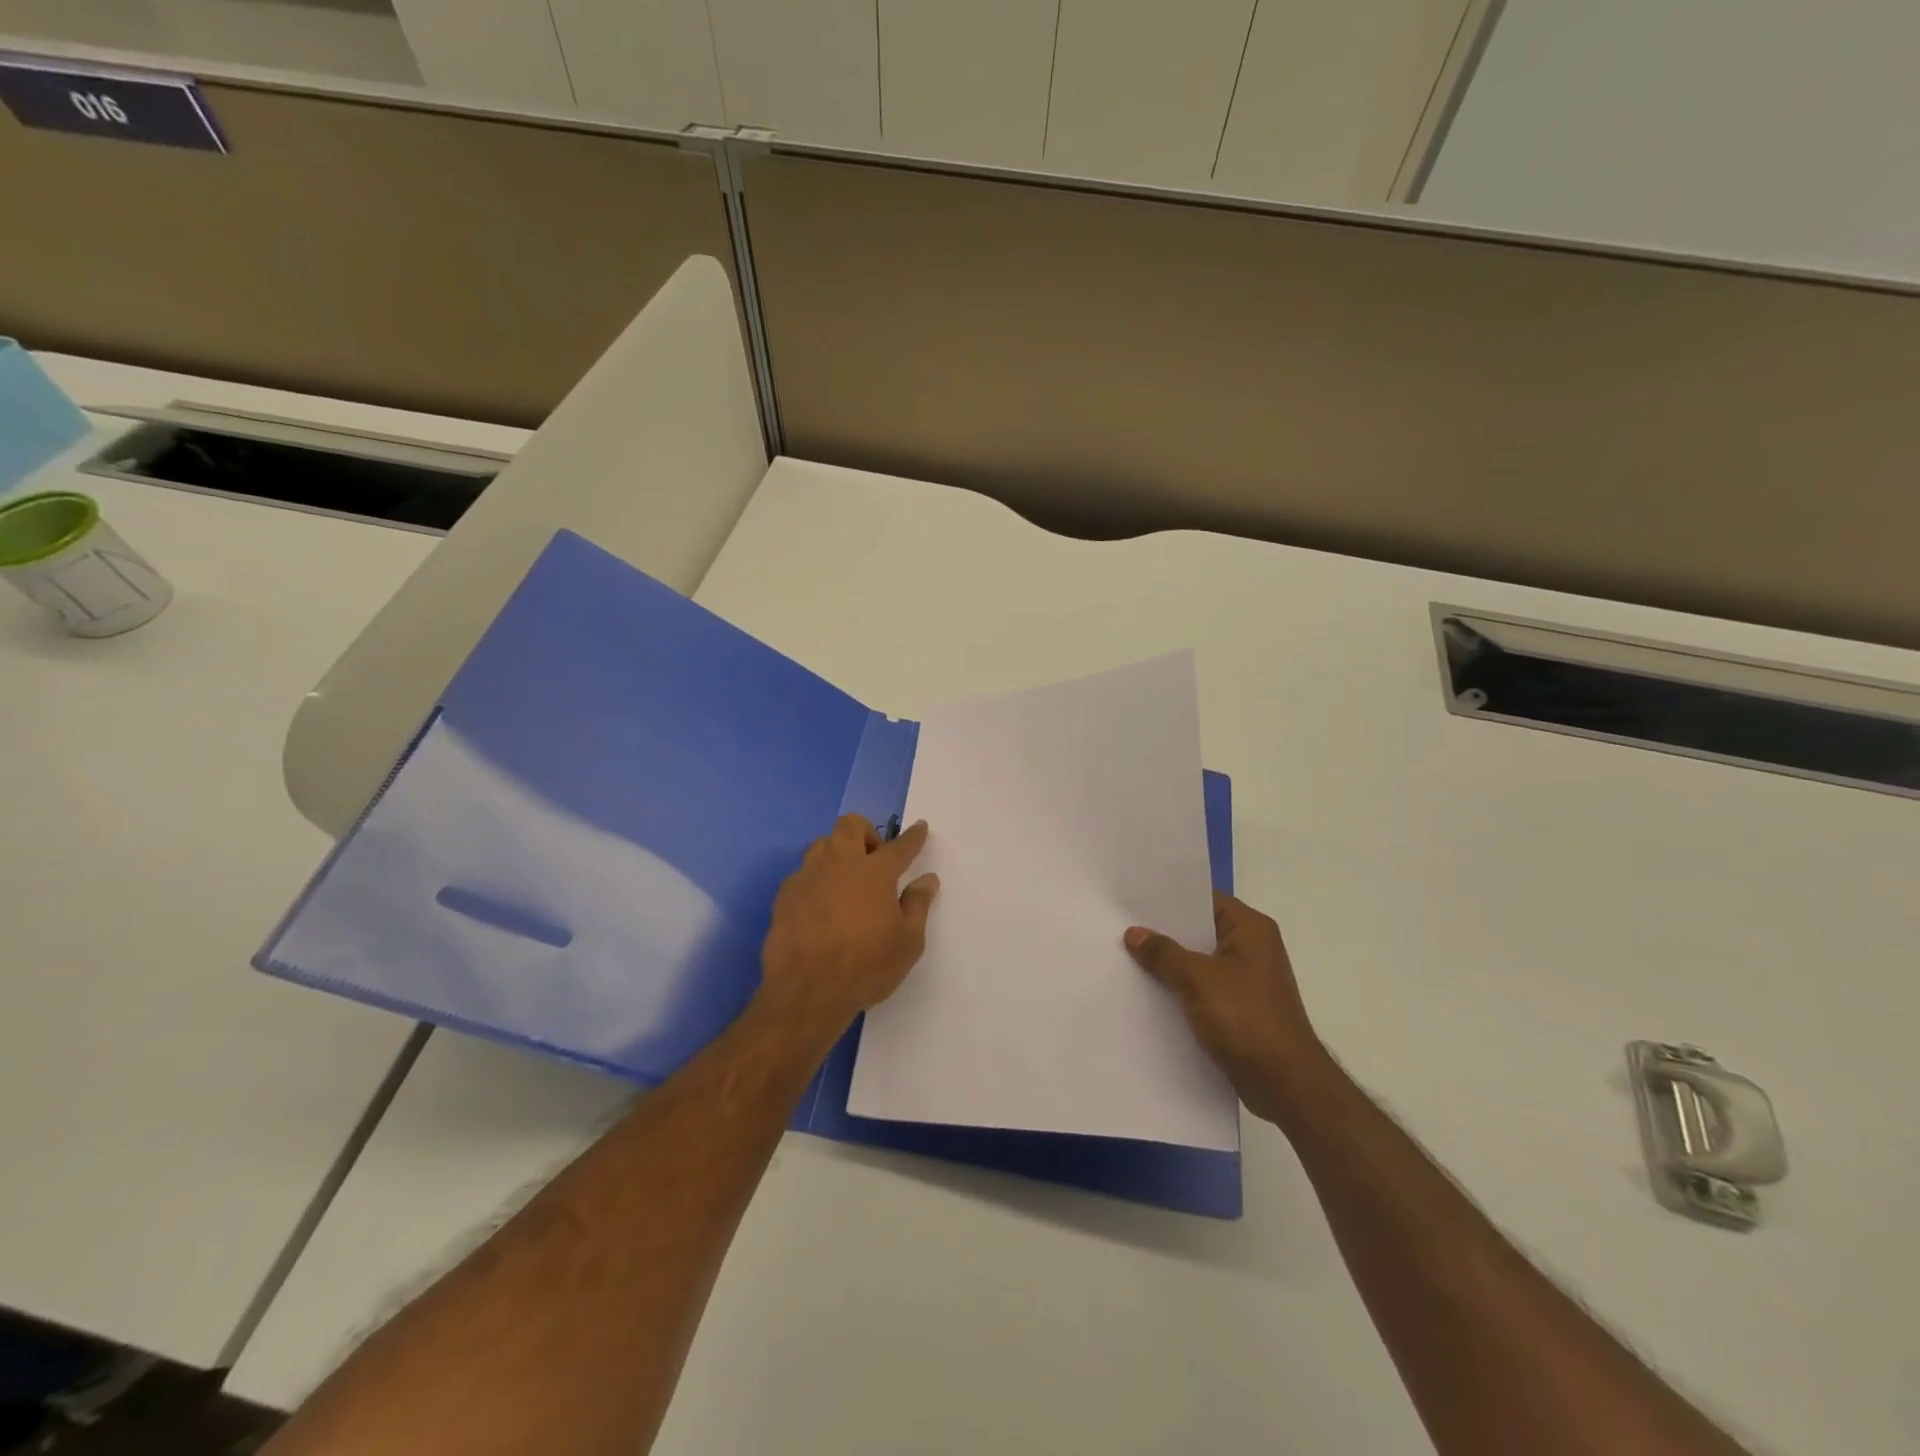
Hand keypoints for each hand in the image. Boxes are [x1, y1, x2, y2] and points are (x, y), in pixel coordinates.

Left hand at [757, 815, 939, 1037]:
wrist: (806, 992)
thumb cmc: (866, 967)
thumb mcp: (908, 943)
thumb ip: (918, 905)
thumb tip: (927, 880)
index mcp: (875, 872)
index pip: (899, 846)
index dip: (913, 836)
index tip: (920, 827)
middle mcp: (840, 864)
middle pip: (851, 825)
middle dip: (866, 832)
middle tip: (875, 859)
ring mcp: (808, 877)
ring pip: (822, 844)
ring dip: (837, 852)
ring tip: (846, 879)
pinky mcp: (785, 895)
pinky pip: (803, 873)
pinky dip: (816, 879)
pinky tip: (820, 904)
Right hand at [1125, 894, 1328, 1126]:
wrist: (1285, 1084)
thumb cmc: (1246, 1018)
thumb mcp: (1198, 979)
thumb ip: (1164, 953)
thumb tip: (1134, 933)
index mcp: (1250, 929)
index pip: (1204, 899)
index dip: (1169, 898)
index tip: (1132, 897)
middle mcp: (1251, 948)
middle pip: (1198, 930)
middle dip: (1162, 932)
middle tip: (1120, 925)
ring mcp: (1245, 980)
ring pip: (1197, 962)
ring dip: (1168, 964)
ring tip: (1124, 957)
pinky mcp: (1238, 1009)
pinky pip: (1201, 989)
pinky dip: (1178, 989)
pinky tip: (1146, 992)